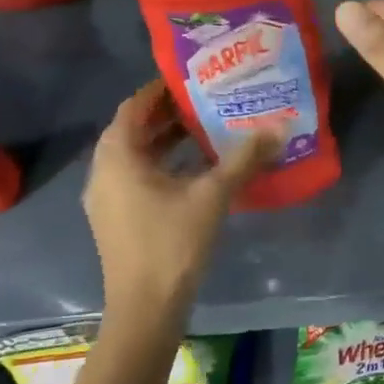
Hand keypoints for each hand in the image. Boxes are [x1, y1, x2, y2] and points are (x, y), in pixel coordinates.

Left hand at [82, 81, 277, 344]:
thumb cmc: (173, 243)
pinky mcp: (118, 217)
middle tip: (205, 97)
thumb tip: (279, 127)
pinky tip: (196, 167)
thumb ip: (244, 158)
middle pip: (133, 129)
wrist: (145, 307)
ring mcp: (107, 198)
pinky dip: (162, 162)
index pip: (133, 107)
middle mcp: (104, 172)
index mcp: (118, 158)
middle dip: (166, 112)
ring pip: (135, 154)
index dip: (159, 89)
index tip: (190, 76)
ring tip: (205, 126)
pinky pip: (137, 175)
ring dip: (165, 138)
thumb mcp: (214, 195)